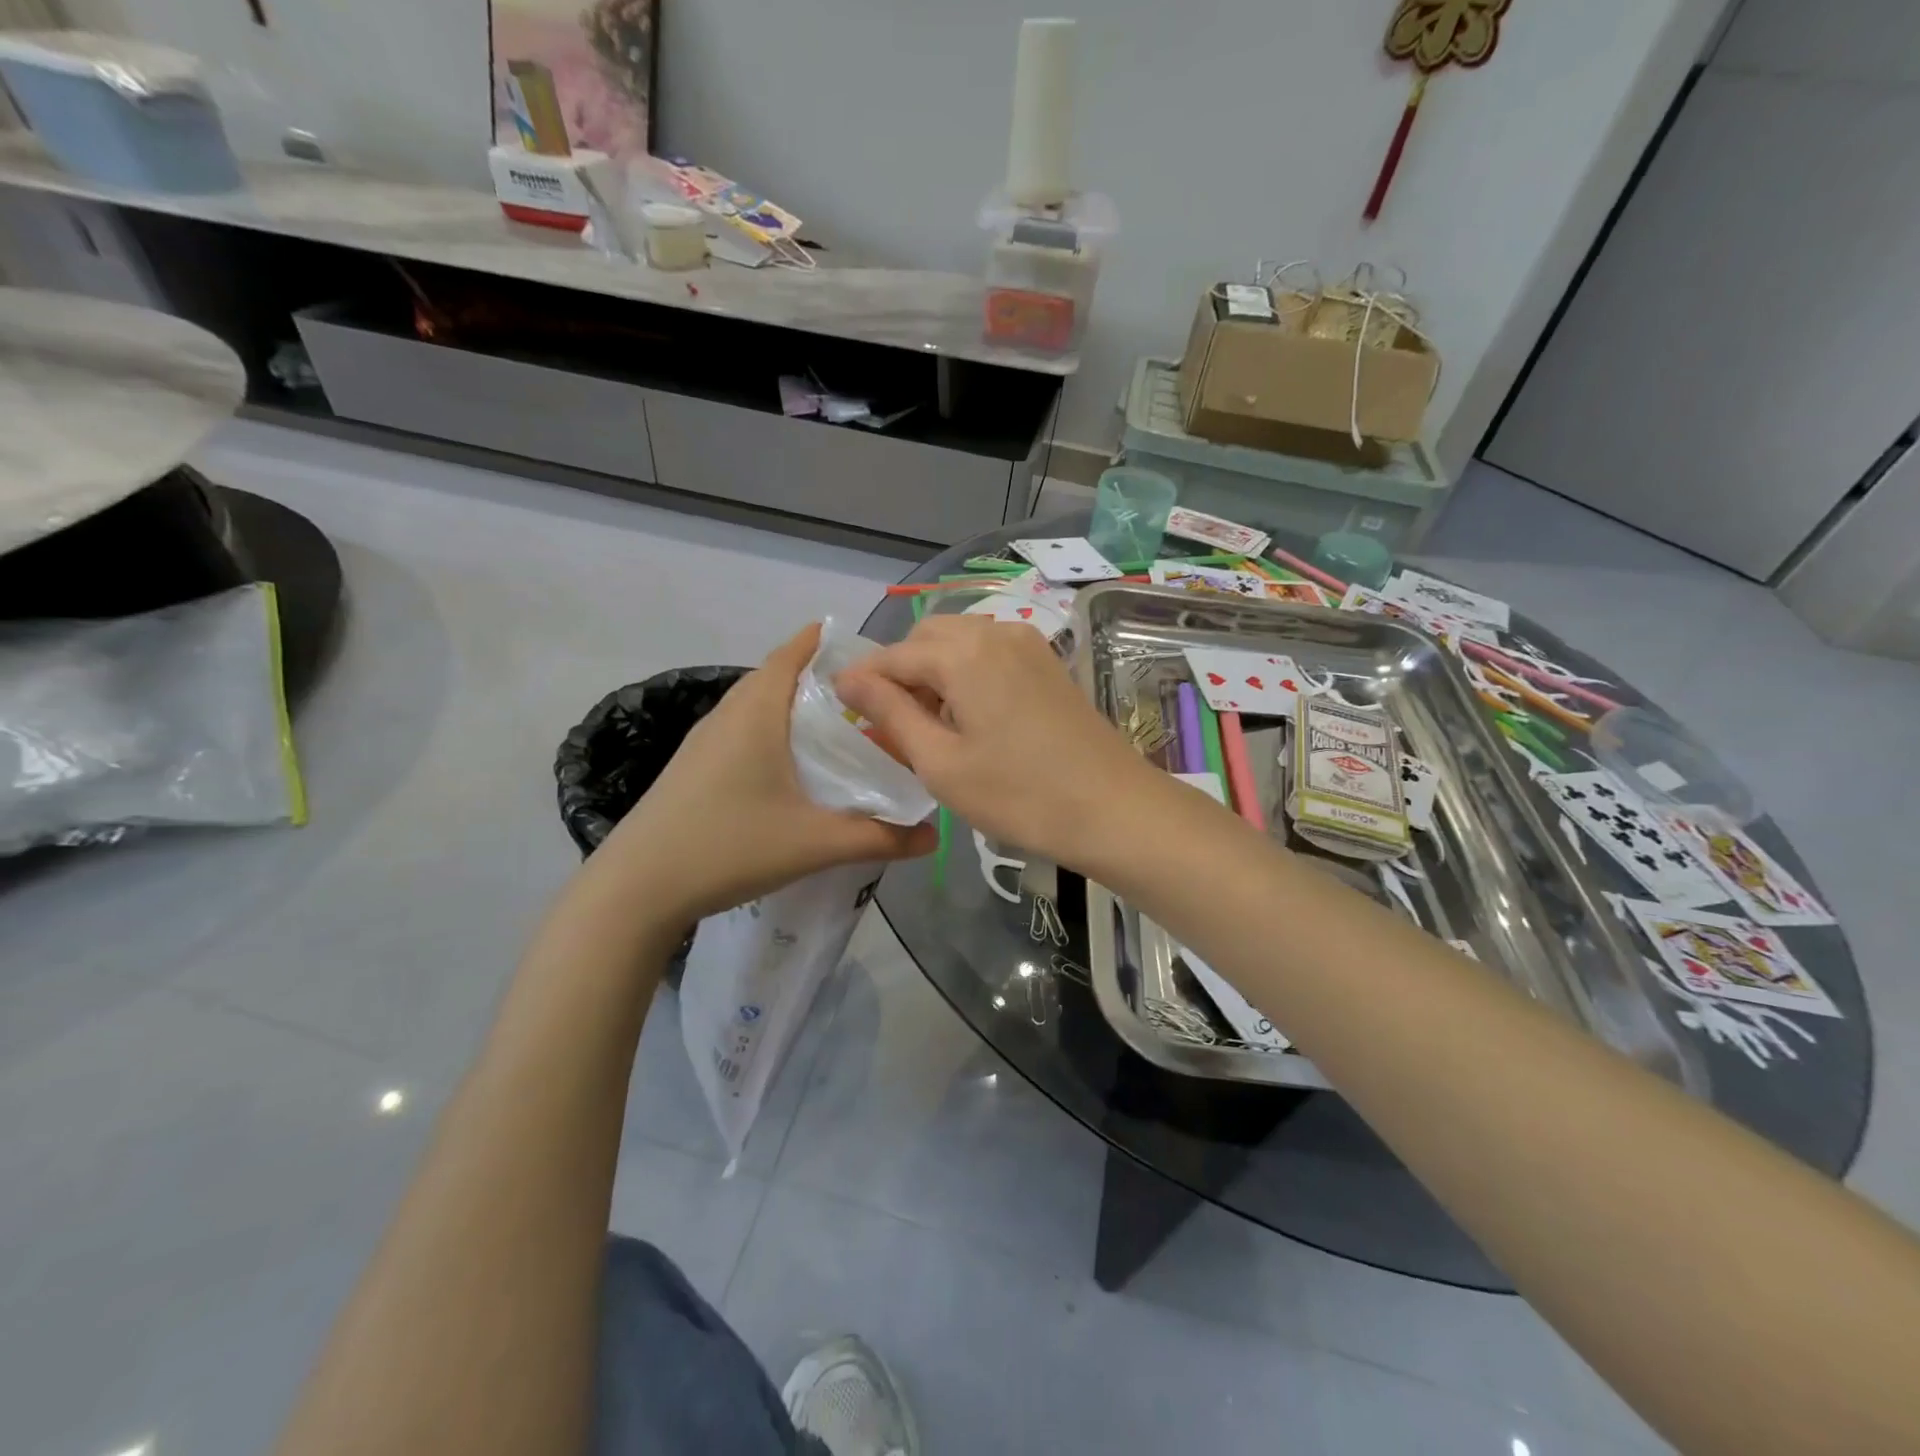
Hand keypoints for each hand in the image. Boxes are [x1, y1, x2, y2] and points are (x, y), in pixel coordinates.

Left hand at [599, 624, 937, 923]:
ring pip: (761, 705)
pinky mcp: (695, 766)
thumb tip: (933, 837)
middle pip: (781, 675)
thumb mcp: (813, 843)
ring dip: (799, 708)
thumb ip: (878, 837)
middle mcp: (729, 713)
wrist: (635, 888)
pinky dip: (777, 733)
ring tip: (844, 732)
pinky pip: (745, 731)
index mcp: (757, 710)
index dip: (832, 642)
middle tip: (874, 700)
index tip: (876, 656)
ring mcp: (706, 740)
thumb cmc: (728, 846)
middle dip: (826, 679)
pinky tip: (796, 770)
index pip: (795, 650)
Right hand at [834, 615, 1163, 867]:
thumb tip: (848, 678)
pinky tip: (972, 716)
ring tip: (933, 724)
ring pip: (961, 641)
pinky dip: (968, 673)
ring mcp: (1028, 644)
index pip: (893, 655)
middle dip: (902, 671)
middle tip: (895, 723)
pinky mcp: (1047, 662)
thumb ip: (890, 712)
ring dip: (935, 670)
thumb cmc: (1018, 794)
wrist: (1112, 808)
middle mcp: (995, 632)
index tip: (843, 709)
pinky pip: (990, 652)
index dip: (863, 680)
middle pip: (928, 637)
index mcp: (963, 652)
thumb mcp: (941, 762)